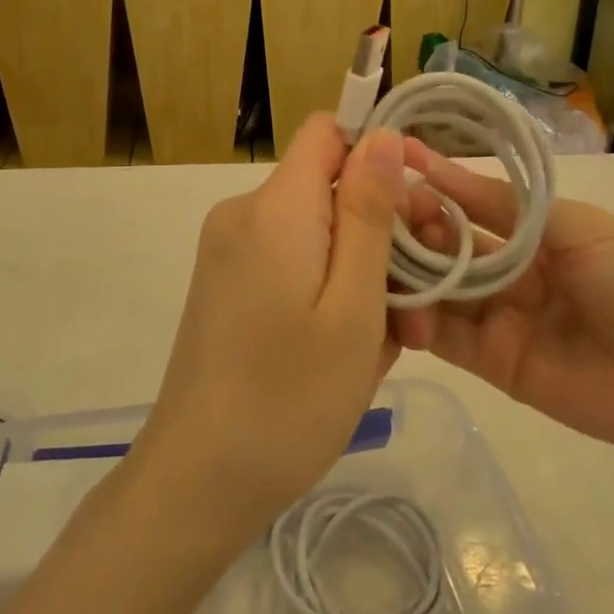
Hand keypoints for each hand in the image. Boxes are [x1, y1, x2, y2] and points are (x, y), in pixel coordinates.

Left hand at [136, 116, 407, 544]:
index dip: (377, 152)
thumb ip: (368, 212)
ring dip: (359, 274)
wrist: (196, 483)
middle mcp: (244, 215)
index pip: (328, 131)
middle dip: (380, 233)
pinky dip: (326, 292)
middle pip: (327, 188)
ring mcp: (229, 252)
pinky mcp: (225, 285)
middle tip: (416, 309)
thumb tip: (381, 134)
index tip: (417, 209)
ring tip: (388, 345)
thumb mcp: (353, 305)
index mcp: (275, 207)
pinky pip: (291, 263)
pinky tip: (347, 351)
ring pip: (316, 233)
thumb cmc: (289, 397)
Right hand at [398, 142, 613, 463]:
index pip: (474, 202)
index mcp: (539, 233)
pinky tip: (392, 296)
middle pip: (450, 243)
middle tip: (381, 206)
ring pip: (440, 285)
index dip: (438, 182)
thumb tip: (442, 169)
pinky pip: (445, 336)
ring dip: (408, 264)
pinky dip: (415, 317)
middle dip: (417, 222)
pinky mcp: (491, 363)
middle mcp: (513, 271)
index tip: (396, 159)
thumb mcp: (581, 229)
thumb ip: (508, 207)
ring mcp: (499, 317)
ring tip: (380, 246)